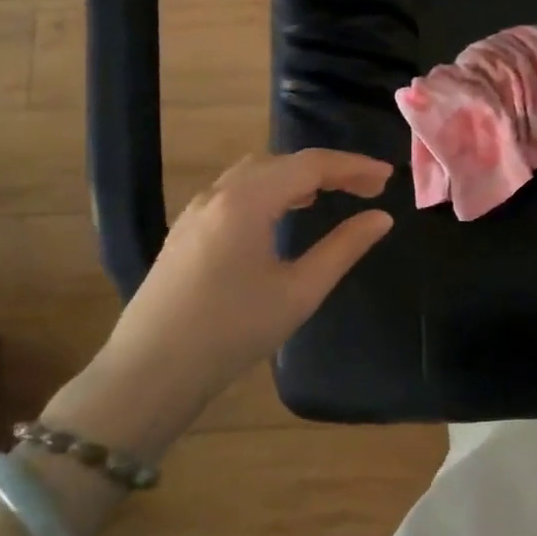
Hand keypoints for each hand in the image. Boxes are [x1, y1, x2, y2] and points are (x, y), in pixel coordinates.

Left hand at [45, 150, 393, 459]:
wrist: (149, 373)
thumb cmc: (231, 332)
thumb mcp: (299, 291)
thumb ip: (344, 248)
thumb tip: (381, 218)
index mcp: (247, 201)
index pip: (311, 165)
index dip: (354, 166)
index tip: (388, 177)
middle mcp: (219, 194)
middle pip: (283, 162)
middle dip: (329, 169)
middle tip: (368, 188)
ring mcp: (197, 210)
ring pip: (257, 173)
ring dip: (298, 176)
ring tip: (332, 193)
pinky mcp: (187, 230)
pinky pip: (237, 190)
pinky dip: (272, 189)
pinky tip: (284, 212)